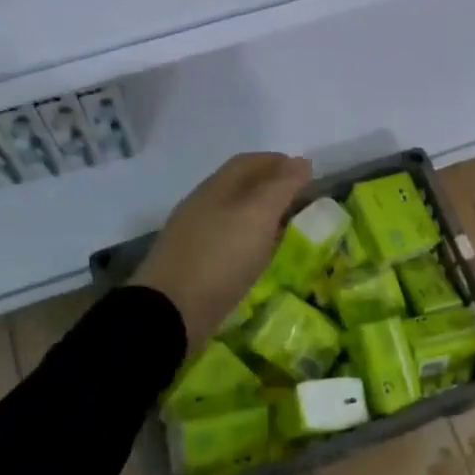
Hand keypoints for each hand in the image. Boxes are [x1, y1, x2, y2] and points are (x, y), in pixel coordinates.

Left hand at [132, 152, 311, 356]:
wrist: (170, 313)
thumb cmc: (219, 258)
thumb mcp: (258, 216)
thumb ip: (281, 187)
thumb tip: (301, 161)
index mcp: (215, 188)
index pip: (247, 162)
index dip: (276, 161)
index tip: (304, 169)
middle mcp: (200, 206)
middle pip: (237, 186)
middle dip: (268, 185)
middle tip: (298, 197)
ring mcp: (193, 236)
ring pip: (230, 213)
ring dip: (257, 213)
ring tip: (283, 224)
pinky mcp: (191, 265)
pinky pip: (224, 240)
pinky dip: (246, 238)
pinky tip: (256, 254)